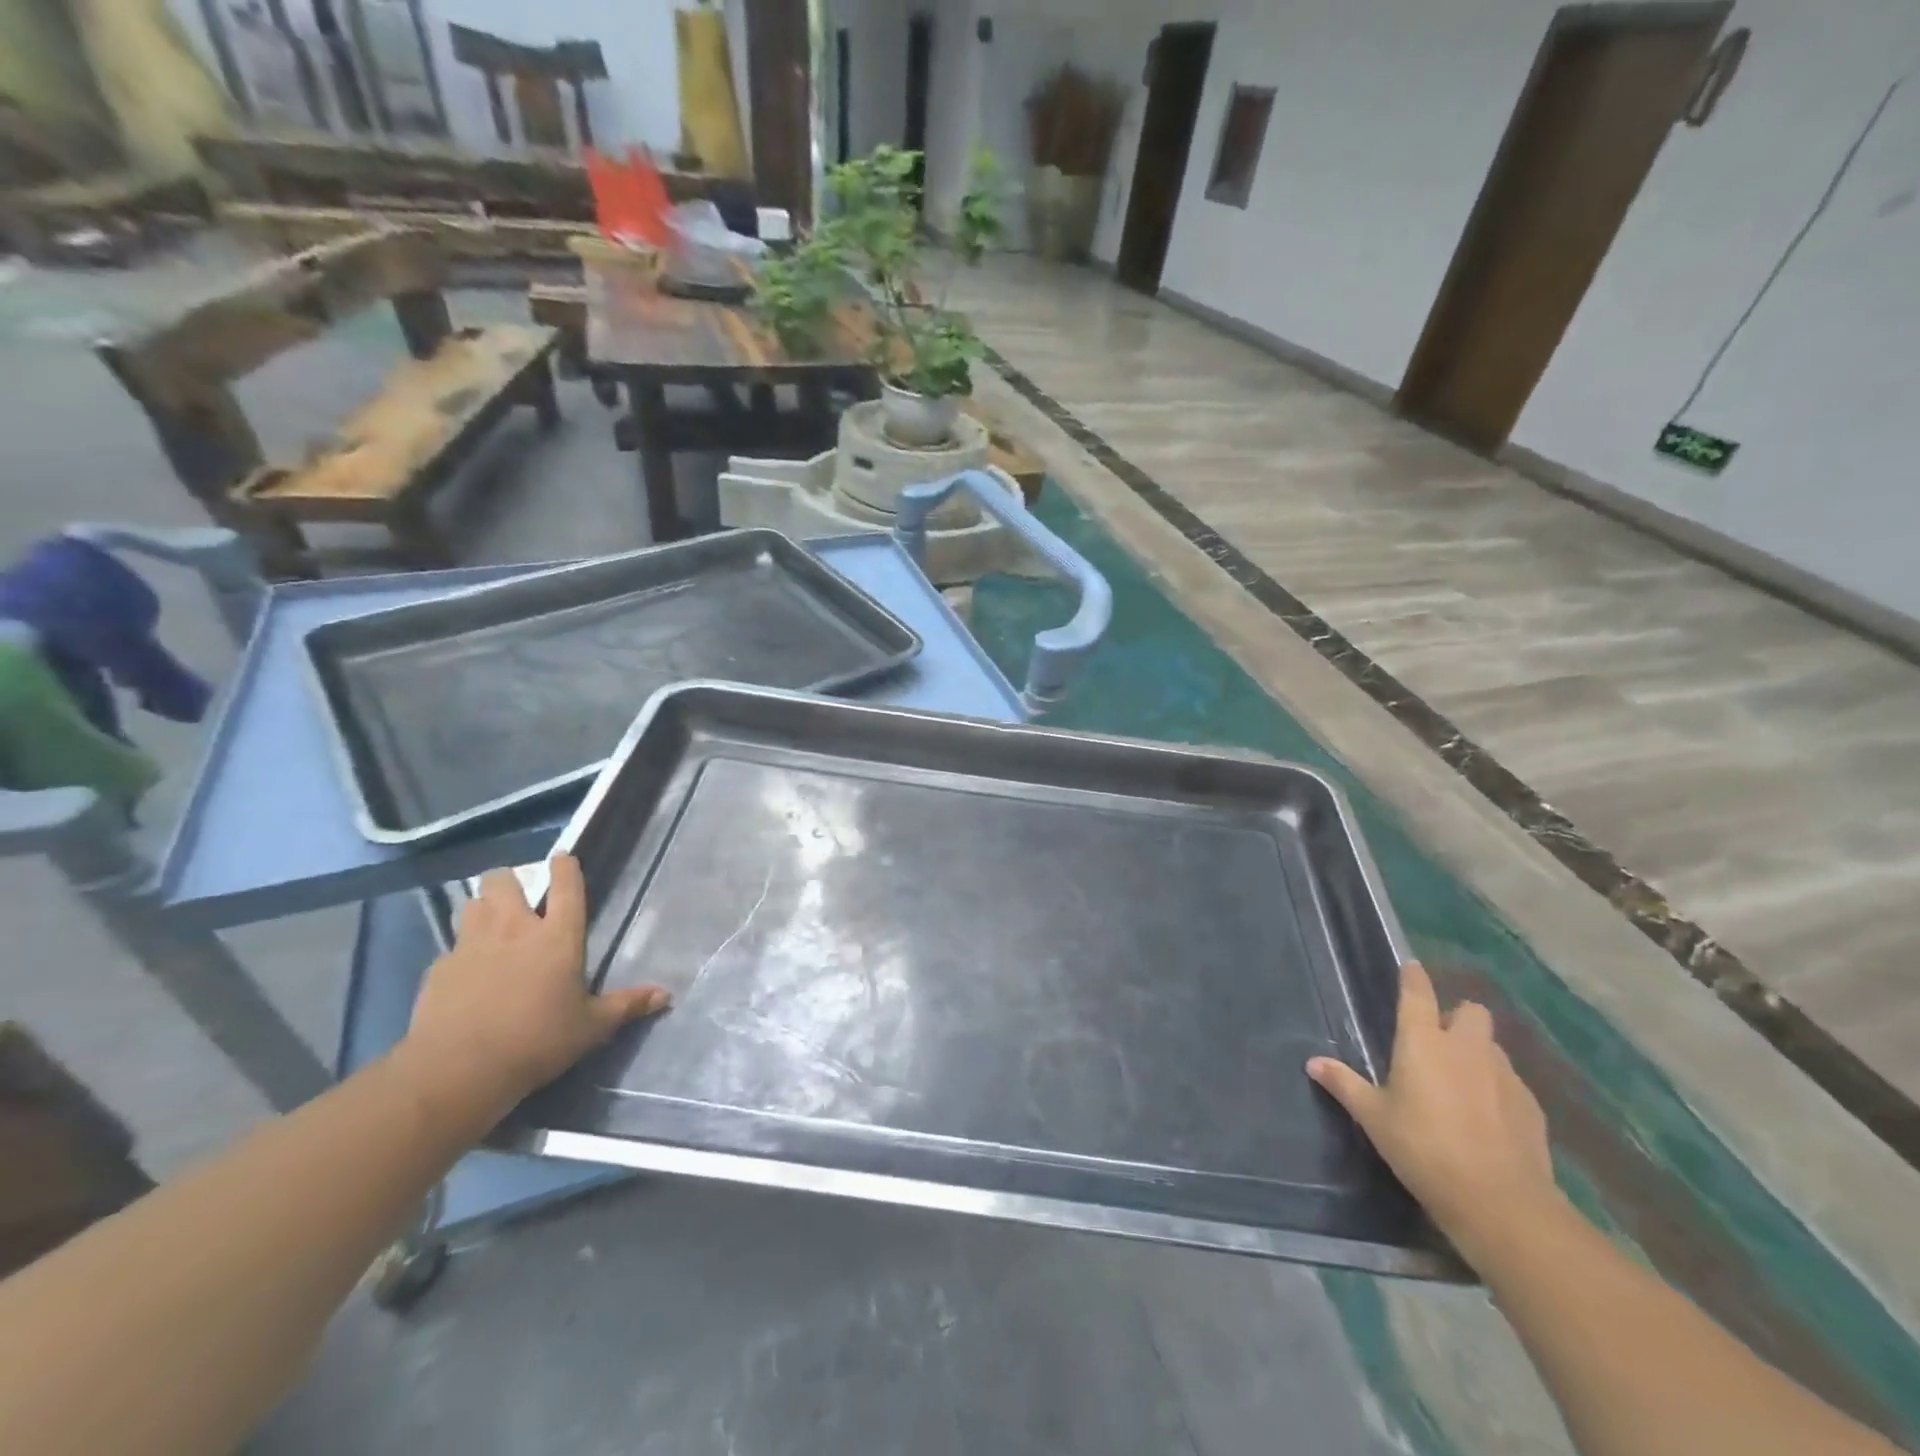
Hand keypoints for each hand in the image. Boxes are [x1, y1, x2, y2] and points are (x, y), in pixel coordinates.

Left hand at [400, 855, 670, 1130]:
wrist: (458, 1070)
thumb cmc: (538, 1041)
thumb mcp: (592, 1027)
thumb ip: (627, 1006)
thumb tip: (666, 997)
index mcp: (557, 937)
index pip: (566, 887)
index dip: (565, 867)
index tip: (563, 858)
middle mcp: (514, 929)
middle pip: (503, 880)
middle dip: (509, 882)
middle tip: (518, 899)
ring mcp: (471, 945)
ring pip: (471, 904)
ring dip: (482, 908)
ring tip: (490, 926)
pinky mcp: (438, 969)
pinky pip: (450, 948)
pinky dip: (460, 954)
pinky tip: (465, 975)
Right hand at [1307, 960, 1559, 1268]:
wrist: (1500, 1201)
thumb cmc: (1423, 1148)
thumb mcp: (1374, 1117)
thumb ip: (1345, 1085)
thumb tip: (1313, 1062)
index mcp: (1424, 1041)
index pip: (1418, 993)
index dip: (1413, 977)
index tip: (1411, 967)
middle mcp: (1466, 1047)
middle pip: (1471, 1011)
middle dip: (1458, 1017)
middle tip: (1440, 1041)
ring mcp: (1504, 1075)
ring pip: (1492, 1046)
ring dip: (1478, 1053)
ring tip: (1462, 1082)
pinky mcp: (1531, 1106)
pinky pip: (1511, 1082)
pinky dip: (1498, 1089)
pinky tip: (1487, 1117)